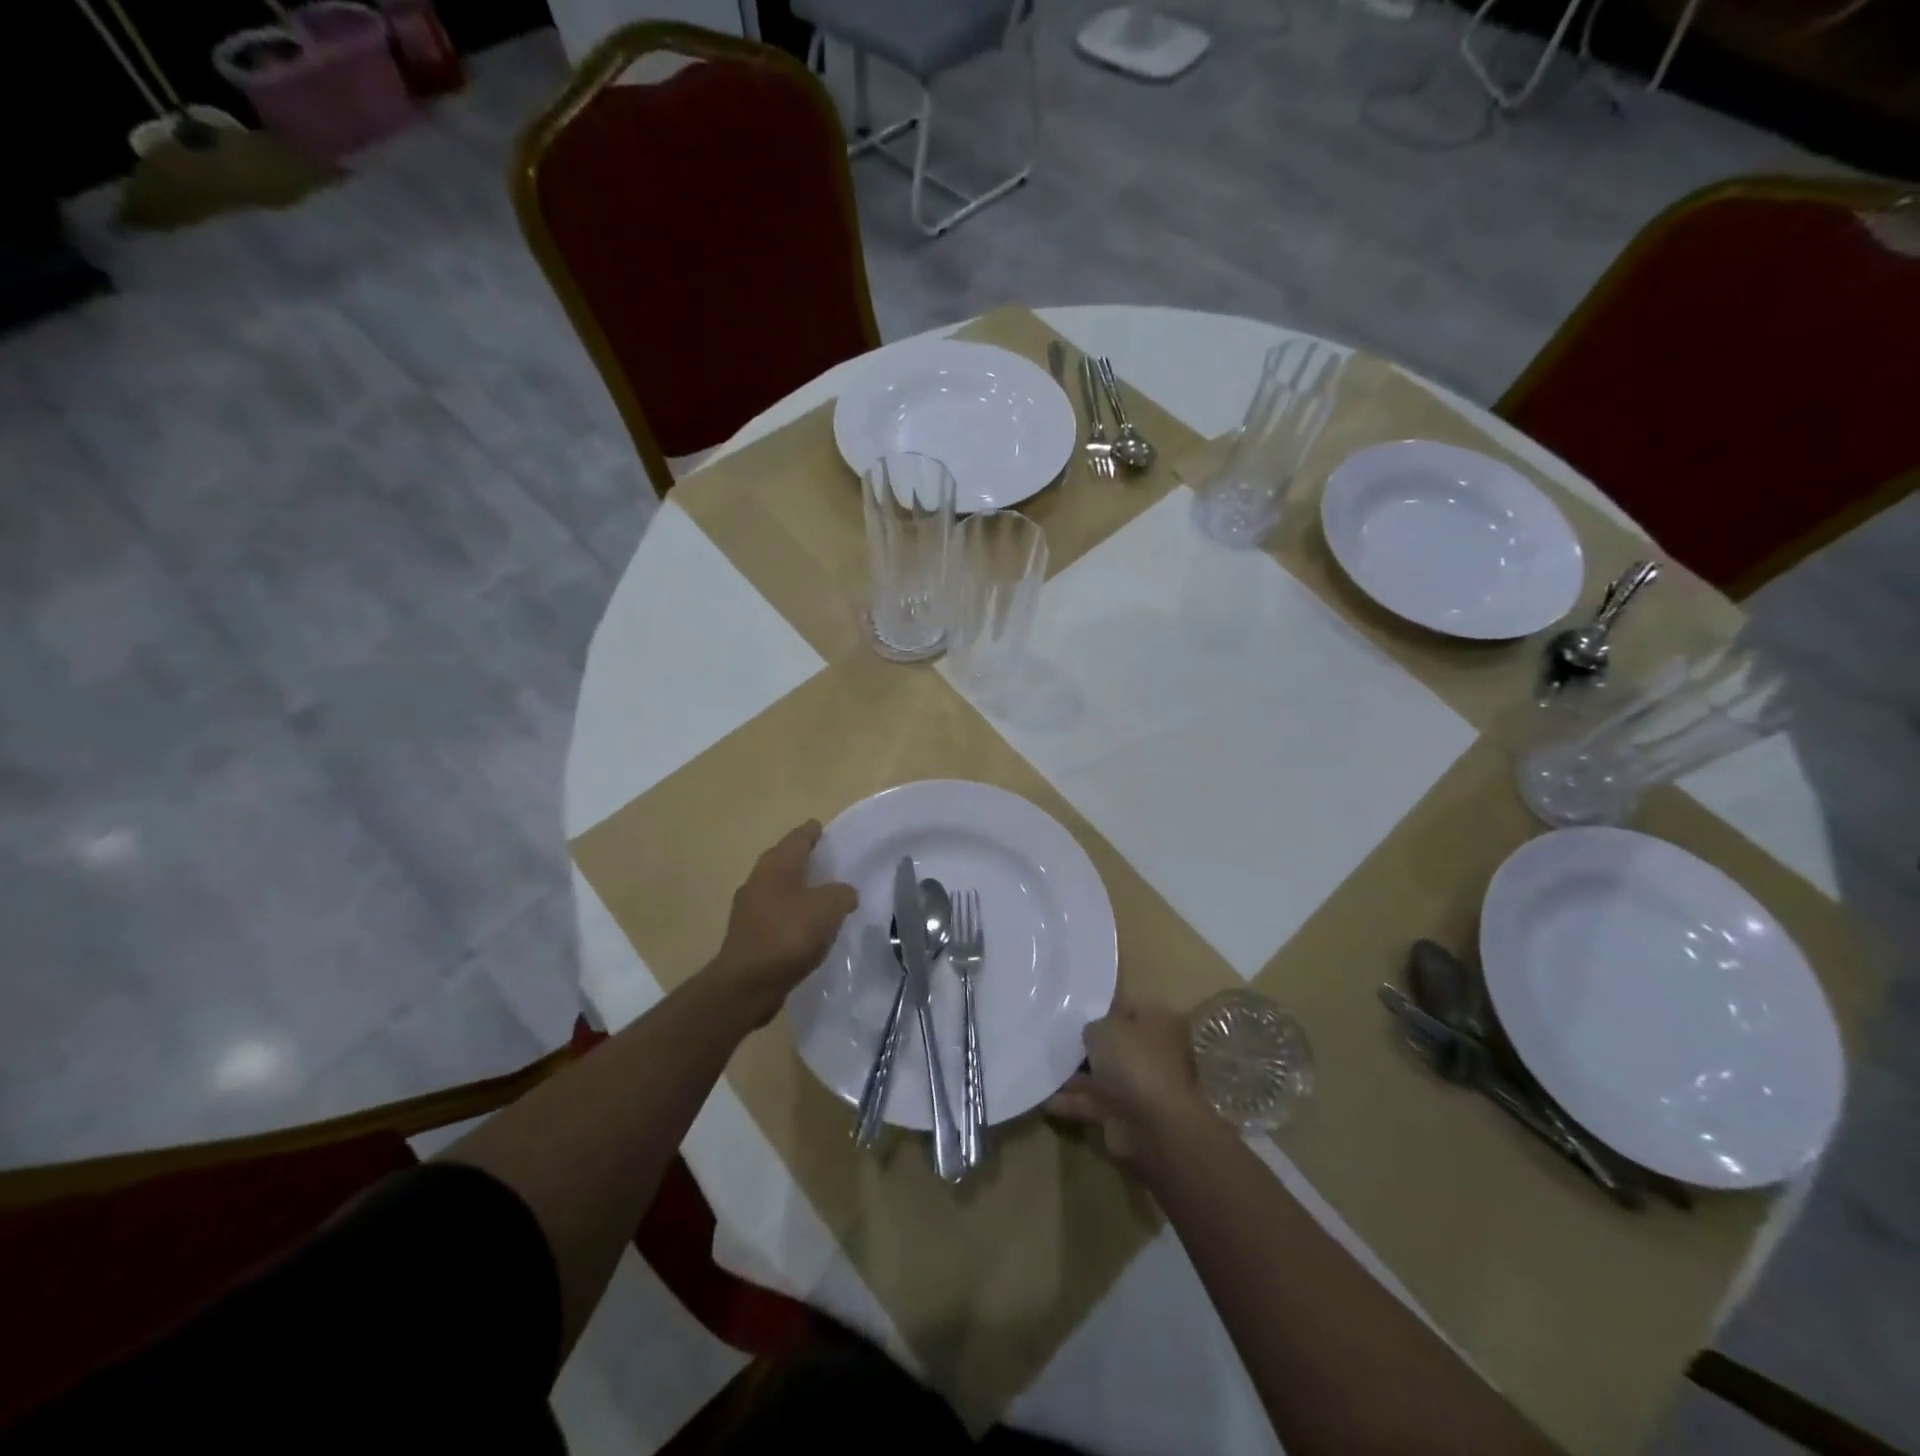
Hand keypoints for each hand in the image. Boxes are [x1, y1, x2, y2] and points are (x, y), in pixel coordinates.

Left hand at [713, 821, 857, 1024]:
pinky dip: (792, 914)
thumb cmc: (788, 935)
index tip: (824, 829)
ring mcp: (749, 908)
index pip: (798, 837)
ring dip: (799, 889)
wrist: (746, 984)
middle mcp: (758, 880)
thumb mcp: (828, 908)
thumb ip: (842, 894)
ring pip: (780, 888)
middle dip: (805, 860)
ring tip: (823, 896)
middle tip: (829, 862)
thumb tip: (844, 894)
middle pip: (785, 861)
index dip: (813, 831)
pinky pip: (776, 914)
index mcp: (776, 865)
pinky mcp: (749, 934)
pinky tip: (808, 927)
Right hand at [1046, 1000, 1212, 1164]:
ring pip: (1102, 1075)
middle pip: (1115, 1044)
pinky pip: (1091, 1102)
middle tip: (1053, 1036)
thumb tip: (1091, 1033)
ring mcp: (1139, 1087)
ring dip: (1074, 1075)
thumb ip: (1092, 1026)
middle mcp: (1152, 1054)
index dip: (1102, 1008)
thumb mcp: (1104, 1028)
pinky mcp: (1123, 1115)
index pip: (1128, 1008)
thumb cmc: (1132, 1062)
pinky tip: (1043, 1097)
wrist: (1152, 1127)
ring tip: (1040, 1065)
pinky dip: (1070, 1101)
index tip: (1074, 1009)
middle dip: (1087, 1044)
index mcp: (1158, 1024)